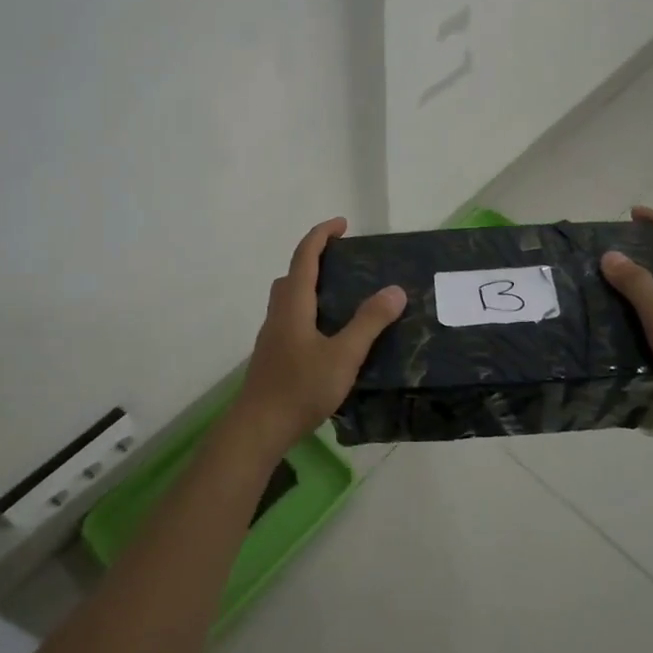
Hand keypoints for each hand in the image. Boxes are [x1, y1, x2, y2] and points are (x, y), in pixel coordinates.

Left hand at [233, 218, 404, 451]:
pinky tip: (329, 335)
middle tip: (344, 261)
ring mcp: (273, 336)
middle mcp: (279, 314)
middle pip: (293, 275)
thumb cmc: (300, 388)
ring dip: (311, 286)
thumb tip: (395, 290)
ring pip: (289, 299)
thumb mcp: (344, 355)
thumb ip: (369, 322)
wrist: (258, 428)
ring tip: (342, 297)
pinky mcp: (274, 356)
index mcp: (294, 305)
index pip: (304, 257)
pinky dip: (310, 311)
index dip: (322, 235)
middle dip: (316, 259)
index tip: (343, 224)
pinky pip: (291, 319)